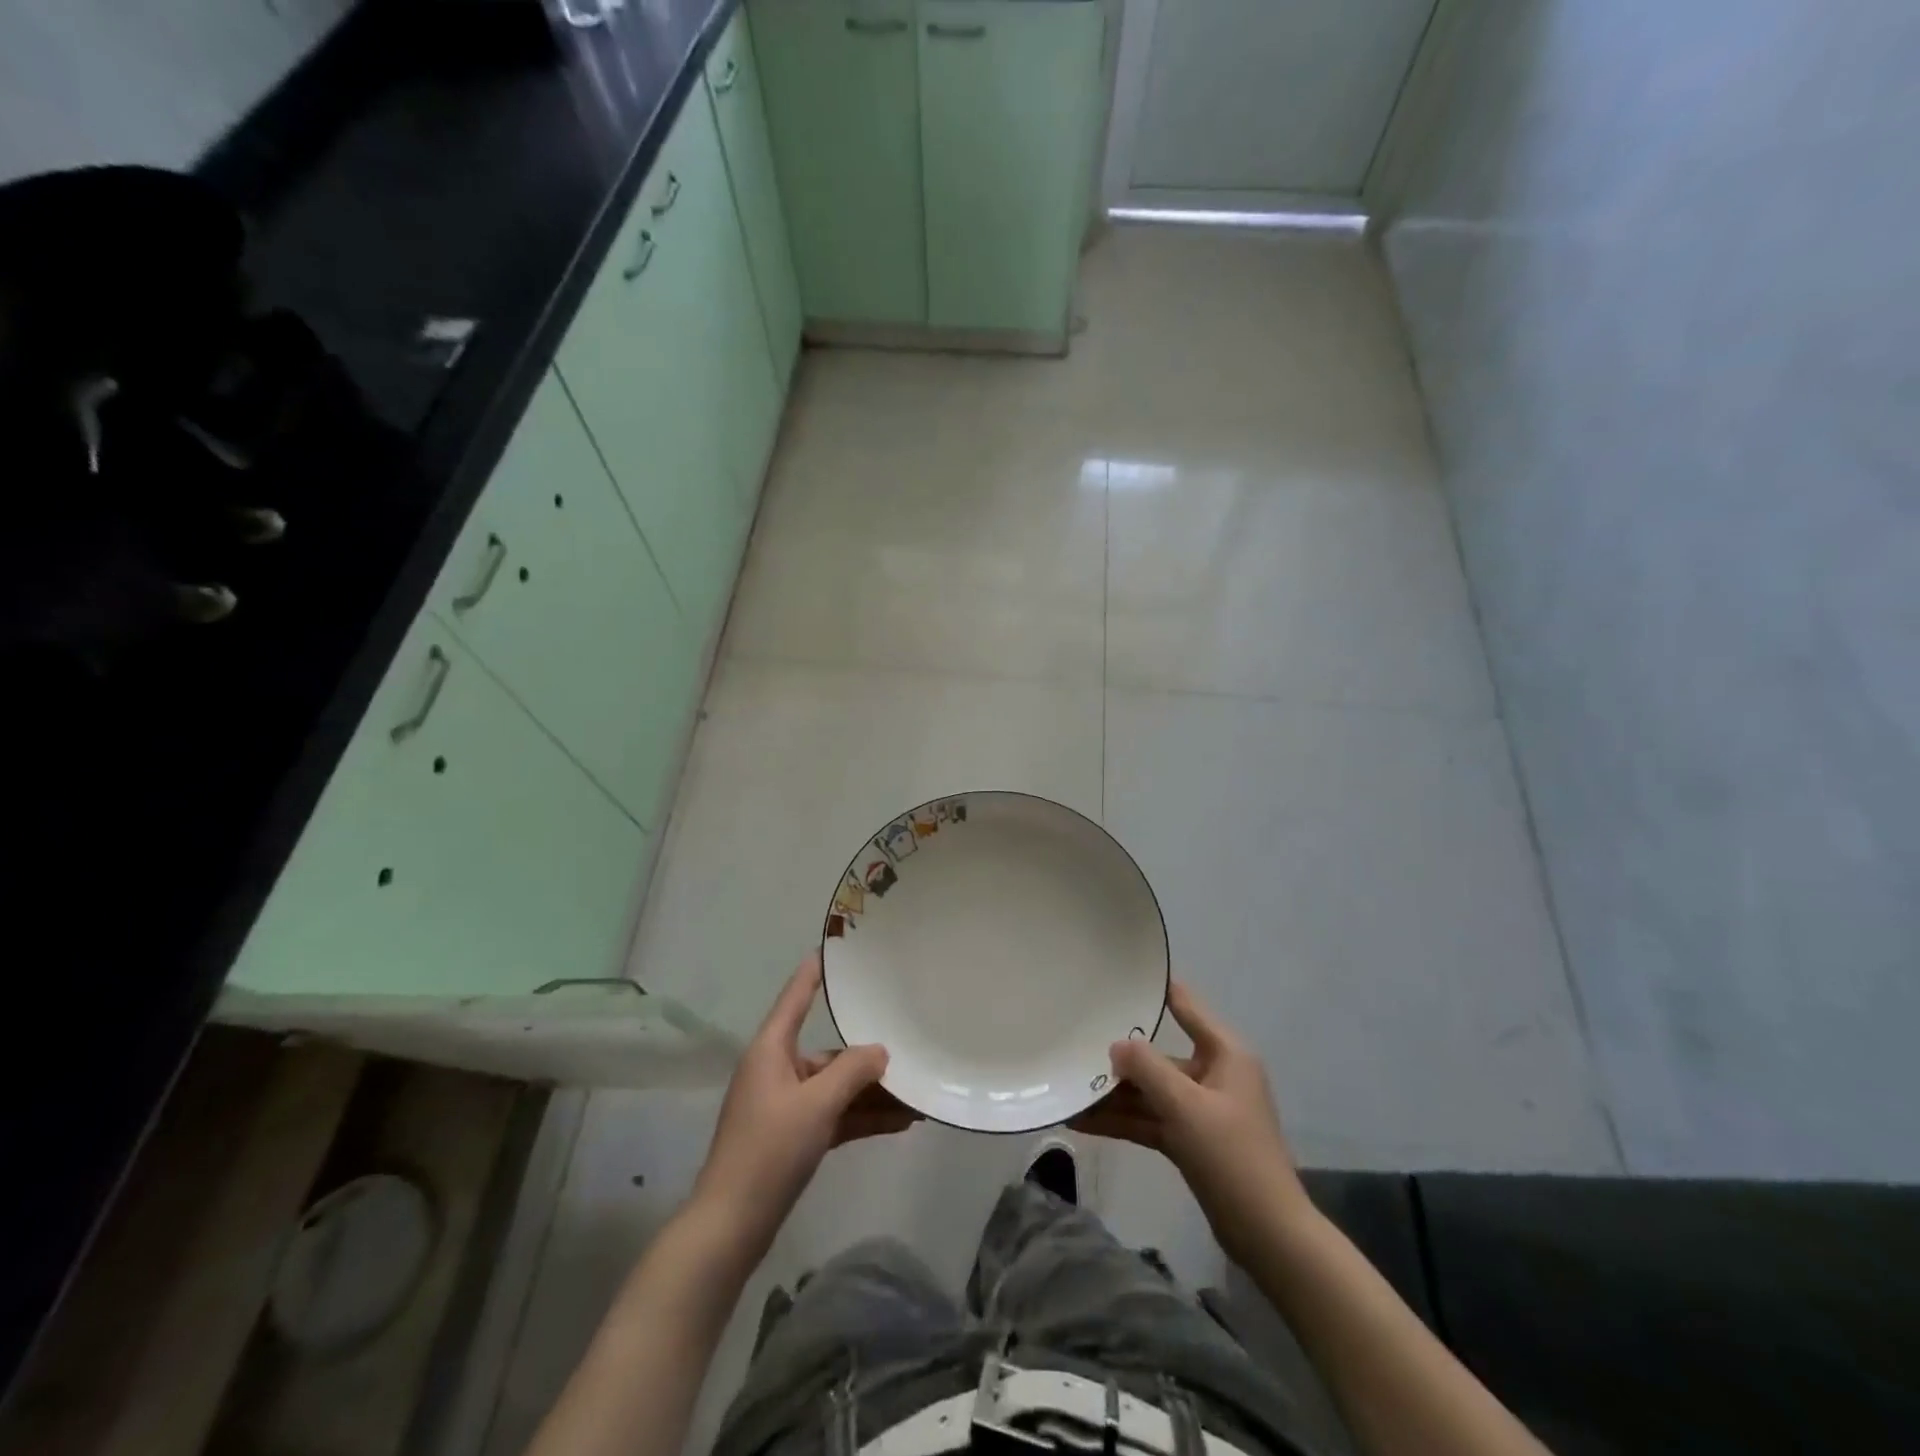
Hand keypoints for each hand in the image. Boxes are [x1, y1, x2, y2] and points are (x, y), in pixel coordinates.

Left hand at [693, 953, 917, 1256]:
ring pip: (836, 1088)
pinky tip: (901, 1122)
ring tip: (917, 1094)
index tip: (834, 948)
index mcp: (771, 1050)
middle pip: (829, 1052)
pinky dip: (862, 1117)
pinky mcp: (793, 1137)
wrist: (731, 1226)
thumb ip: (852, 1071)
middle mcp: (778, 1070)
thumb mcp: (817, 1104)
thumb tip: (879, 1051)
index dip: (815, 972)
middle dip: (868, 1057)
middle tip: (909, 1045)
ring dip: (872, 1093)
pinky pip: (834, 1116)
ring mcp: (785, 1106)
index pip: (796, 997)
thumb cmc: (769, 1150)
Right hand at [1071, 981, 1311, 1260]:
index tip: (1115, 976)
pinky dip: (1123, 1121)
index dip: (1154, 989)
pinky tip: (1084, 1122)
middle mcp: (1214, 1074)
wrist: (1270, 1237)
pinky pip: (1152, 1119)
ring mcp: (1202, 1109)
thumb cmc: (1233, 1157)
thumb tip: (1115, 1044)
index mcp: (1225, 1053)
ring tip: (1069, 1090)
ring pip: (1152, 1091)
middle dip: (1119, 1058)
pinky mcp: (1193, 1140)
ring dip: (1115, 1095)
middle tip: (1075, 1045)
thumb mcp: (1186, 1107)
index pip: (1185, 1006)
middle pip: (1160, 1056)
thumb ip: (1148, 1069)